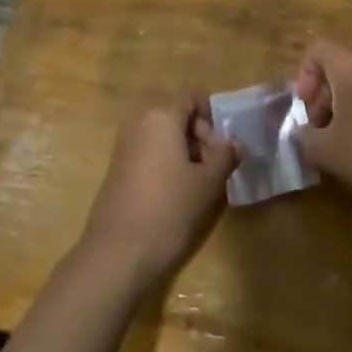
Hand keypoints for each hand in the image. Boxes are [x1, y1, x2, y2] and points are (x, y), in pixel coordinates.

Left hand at [80, 99, 239, 285]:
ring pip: (164, 138)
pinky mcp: (117, 171)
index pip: (192, 97)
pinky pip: (149, 155)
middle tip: (217, 169)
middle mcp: (139, 124)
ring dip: (186, 154)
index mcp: (161, 117)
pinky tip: (176, 198)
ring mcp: (124, 147)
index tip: (224, 146)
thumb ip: (225, 156)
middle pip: (177, 117)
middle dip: (201, 137)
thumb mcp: (208, 183)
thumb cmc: (169, 210)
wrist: (118, 254)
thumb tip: (234, 143)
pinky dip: (166, 167)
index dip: (213, 116)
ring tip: (200, 187)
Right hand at [294, 39, 351, 215]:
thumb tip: (300, 132)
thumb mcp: (326, 151)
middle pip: (340, 64)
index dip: (304, 74)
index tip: (307, 107)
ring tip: (345, 138)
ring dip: (347, 102)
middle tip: (322, 128)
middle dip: (324, 93)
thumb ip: (303, 136)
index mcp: (351, 67)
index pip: (318, 48)